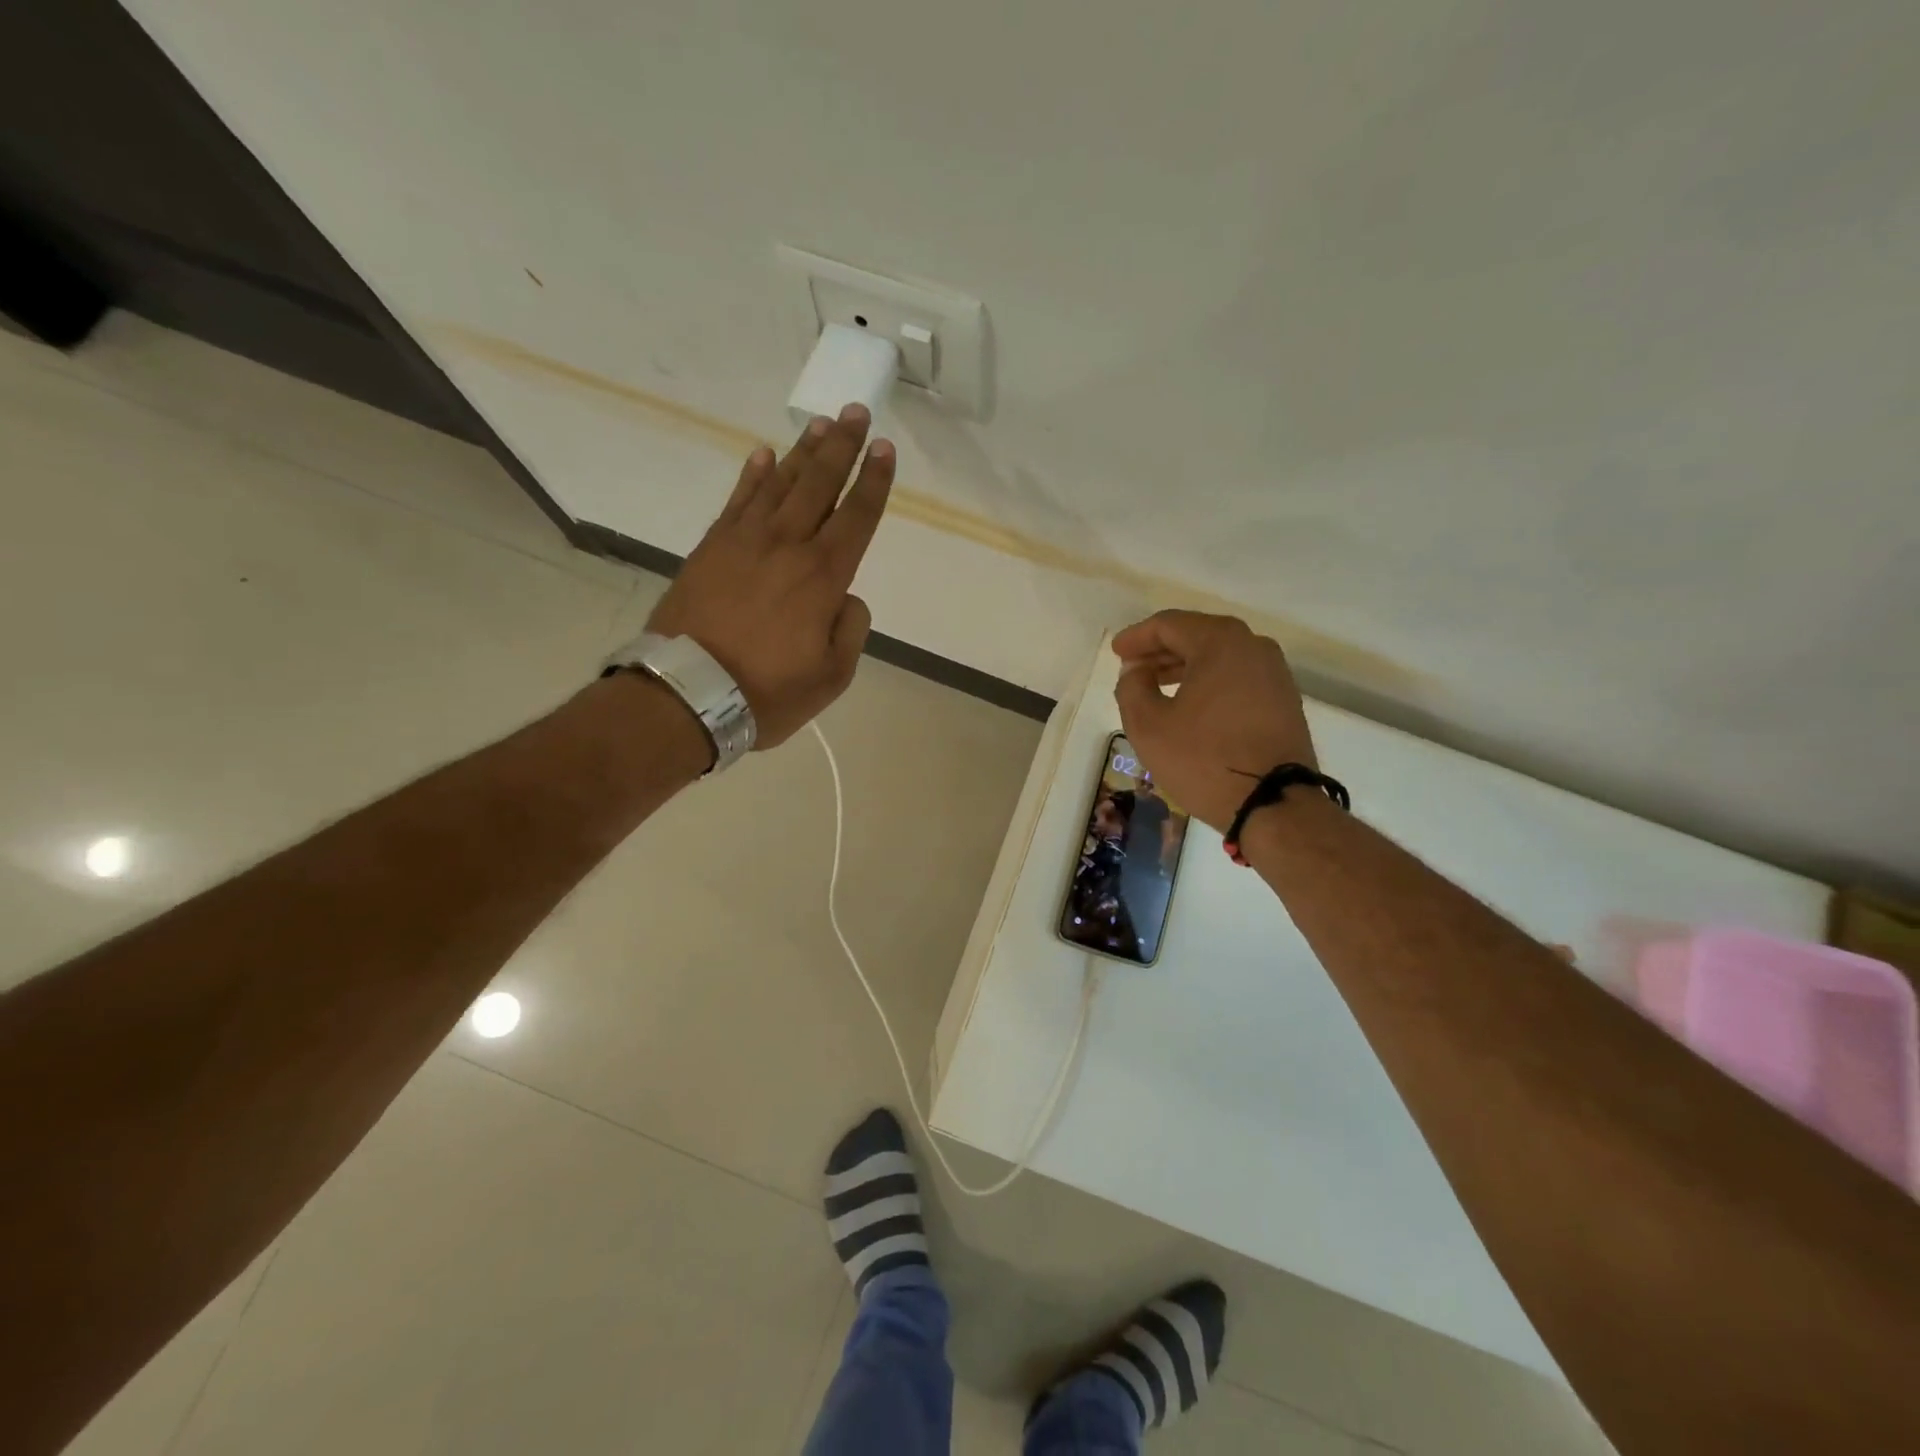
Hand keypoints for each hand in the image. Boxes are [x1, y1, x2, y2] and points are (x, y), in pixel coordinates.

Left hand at [646, 405, 892, 748]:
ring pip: (780, 484)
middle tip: (856, 412)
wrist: (688, 694)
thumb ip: (850, 630)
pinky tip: (764, 454)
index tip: (884, 448)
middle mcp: (787, 546)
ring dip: (803, 451)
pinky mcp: (711, 547)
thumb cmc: (767, 692)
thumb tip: (846, 599)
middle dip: (842, 447)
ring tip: (820, 423)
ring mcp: (744, 541)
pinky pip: (737, 500)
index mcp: (823, 577)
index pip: (857, 517)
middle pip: (820, 485)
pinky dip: (753, 474)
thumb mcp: (831, 676)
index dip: (874, 482)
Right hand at [1112, 610, 1315, 832]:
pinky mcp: (1283, 700)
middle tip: (1133, 668)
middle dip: (1161, 651)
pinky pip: (1237, 678)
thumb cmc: (1204, 759)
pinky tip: (1190, 704)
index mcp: (1220, 642)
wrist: (1274, 804)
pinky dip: (1209, 682)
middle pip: (1197, 636)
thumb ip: (1132, 687)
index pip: (1169, 624)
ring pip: (1219, 657)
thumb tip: (1137, 670)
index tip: (1117, 653)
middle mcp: (1253, 646)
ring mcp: (1274, 673)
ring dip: (1184, 667)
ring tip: (1156, 687)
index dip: (1137, 637)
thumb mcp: (1148, 725)